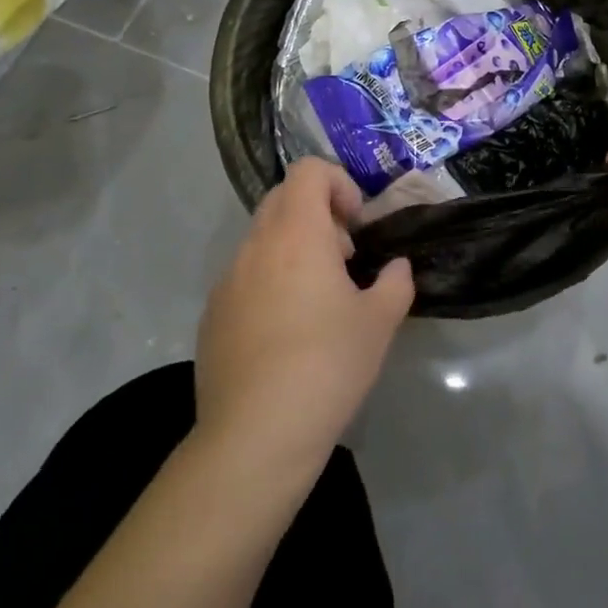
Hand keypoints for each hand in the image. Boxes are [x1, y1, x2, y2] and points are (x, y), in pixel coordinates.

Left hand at [195, 160, 413, 474]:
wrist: (255, 435)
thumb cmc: (327, 365)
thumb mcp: (380, 322)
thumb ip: (396, 282)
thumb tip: (396, 268)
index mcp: (297, 234)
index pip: (308, 171)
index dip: (339, 184)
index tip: (356, 226)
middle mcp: (256, 246)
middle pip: (284, 199)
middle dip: (318, 215)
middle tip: (343, 258)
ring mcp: (227, 280)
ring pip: (262, 239)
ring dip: (293, 250)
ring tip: (317, 301)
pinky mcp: (212, 315)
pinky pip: (244, 277)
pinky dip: (269, 282)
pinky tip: (285, 335)